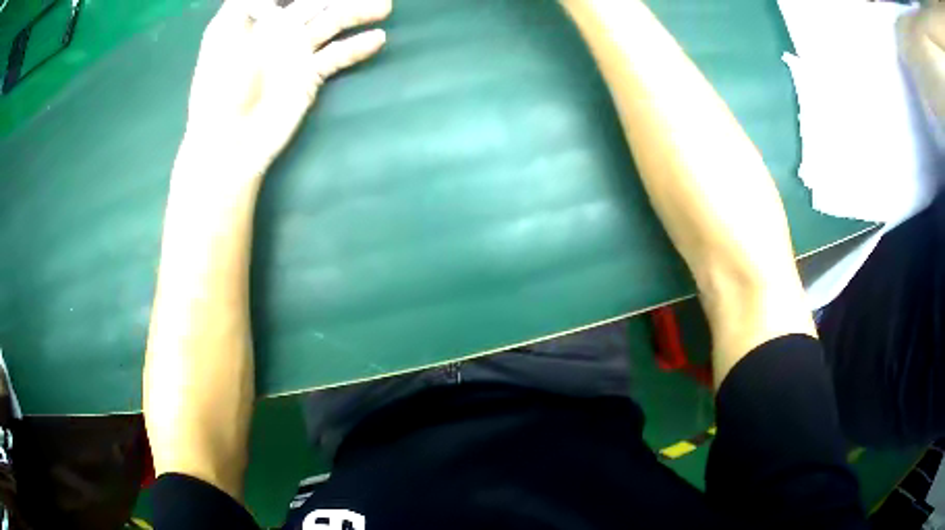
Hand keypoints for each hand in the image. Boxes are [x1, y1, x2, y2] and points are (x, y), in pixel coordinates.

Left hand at [183, 0, 391, 176]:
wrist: (230, 143)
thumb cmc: (218, 88)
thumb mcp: (223, 36)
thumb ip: (245, 4)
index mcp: (252, 17)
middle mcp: (277, 29)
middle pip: (313, 2)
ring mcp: (294, 53)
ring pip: (331, 22)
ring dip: (356, 12)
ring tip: (384, 6)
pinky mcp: (308, 76)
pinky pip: (337, 55)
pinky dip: (356, 47)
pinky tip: (377, 39)